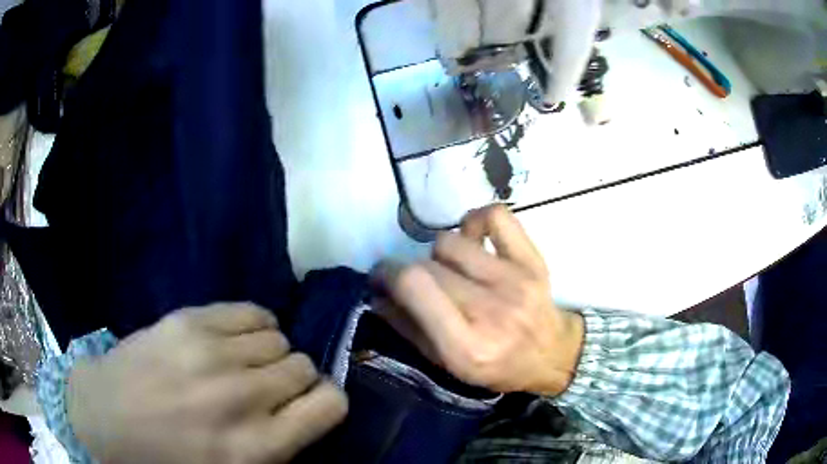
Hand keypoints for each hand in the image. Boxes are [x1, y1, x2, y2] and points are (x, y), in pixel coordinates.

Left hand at [66, 303, 347, 463]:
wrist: (105, 418)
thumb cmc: (170, 459)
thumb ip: (278, 446)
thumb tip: (305, 410)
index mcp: (257, 448)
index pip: (330, 404)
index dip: (325, 401)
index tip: (307, 403)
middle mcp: (243, 398)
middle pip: (303, 367)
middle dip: (292, 379)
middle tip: (265, 389)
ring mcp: (212, 354)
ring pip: (279, 338)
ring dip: (270, 353)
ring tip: (244, 363)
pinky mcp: (189, 321)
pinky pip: (251, 312)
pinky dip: (255, 325)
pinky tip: (235, 338)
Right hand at [373, 205, 583, 394]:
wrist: (551, 353)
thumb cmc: (497, 366)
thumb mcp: (449, 364)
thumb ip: (409, 329)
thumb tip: (377, 294)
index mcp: (466, 345)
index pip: (414, 286)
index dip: (387, 273)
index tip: (382, 276)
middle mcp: (491, 309)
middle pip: (428, 264)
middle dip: (411, 271)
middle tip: (417, 284)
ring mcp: (515, 280)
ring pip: (451, 241)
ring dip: (440, 255)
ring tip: (450, 270)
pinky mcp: (532, 260)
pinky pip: (495, 217)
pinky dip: (475, 221)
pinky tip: (473, 239)